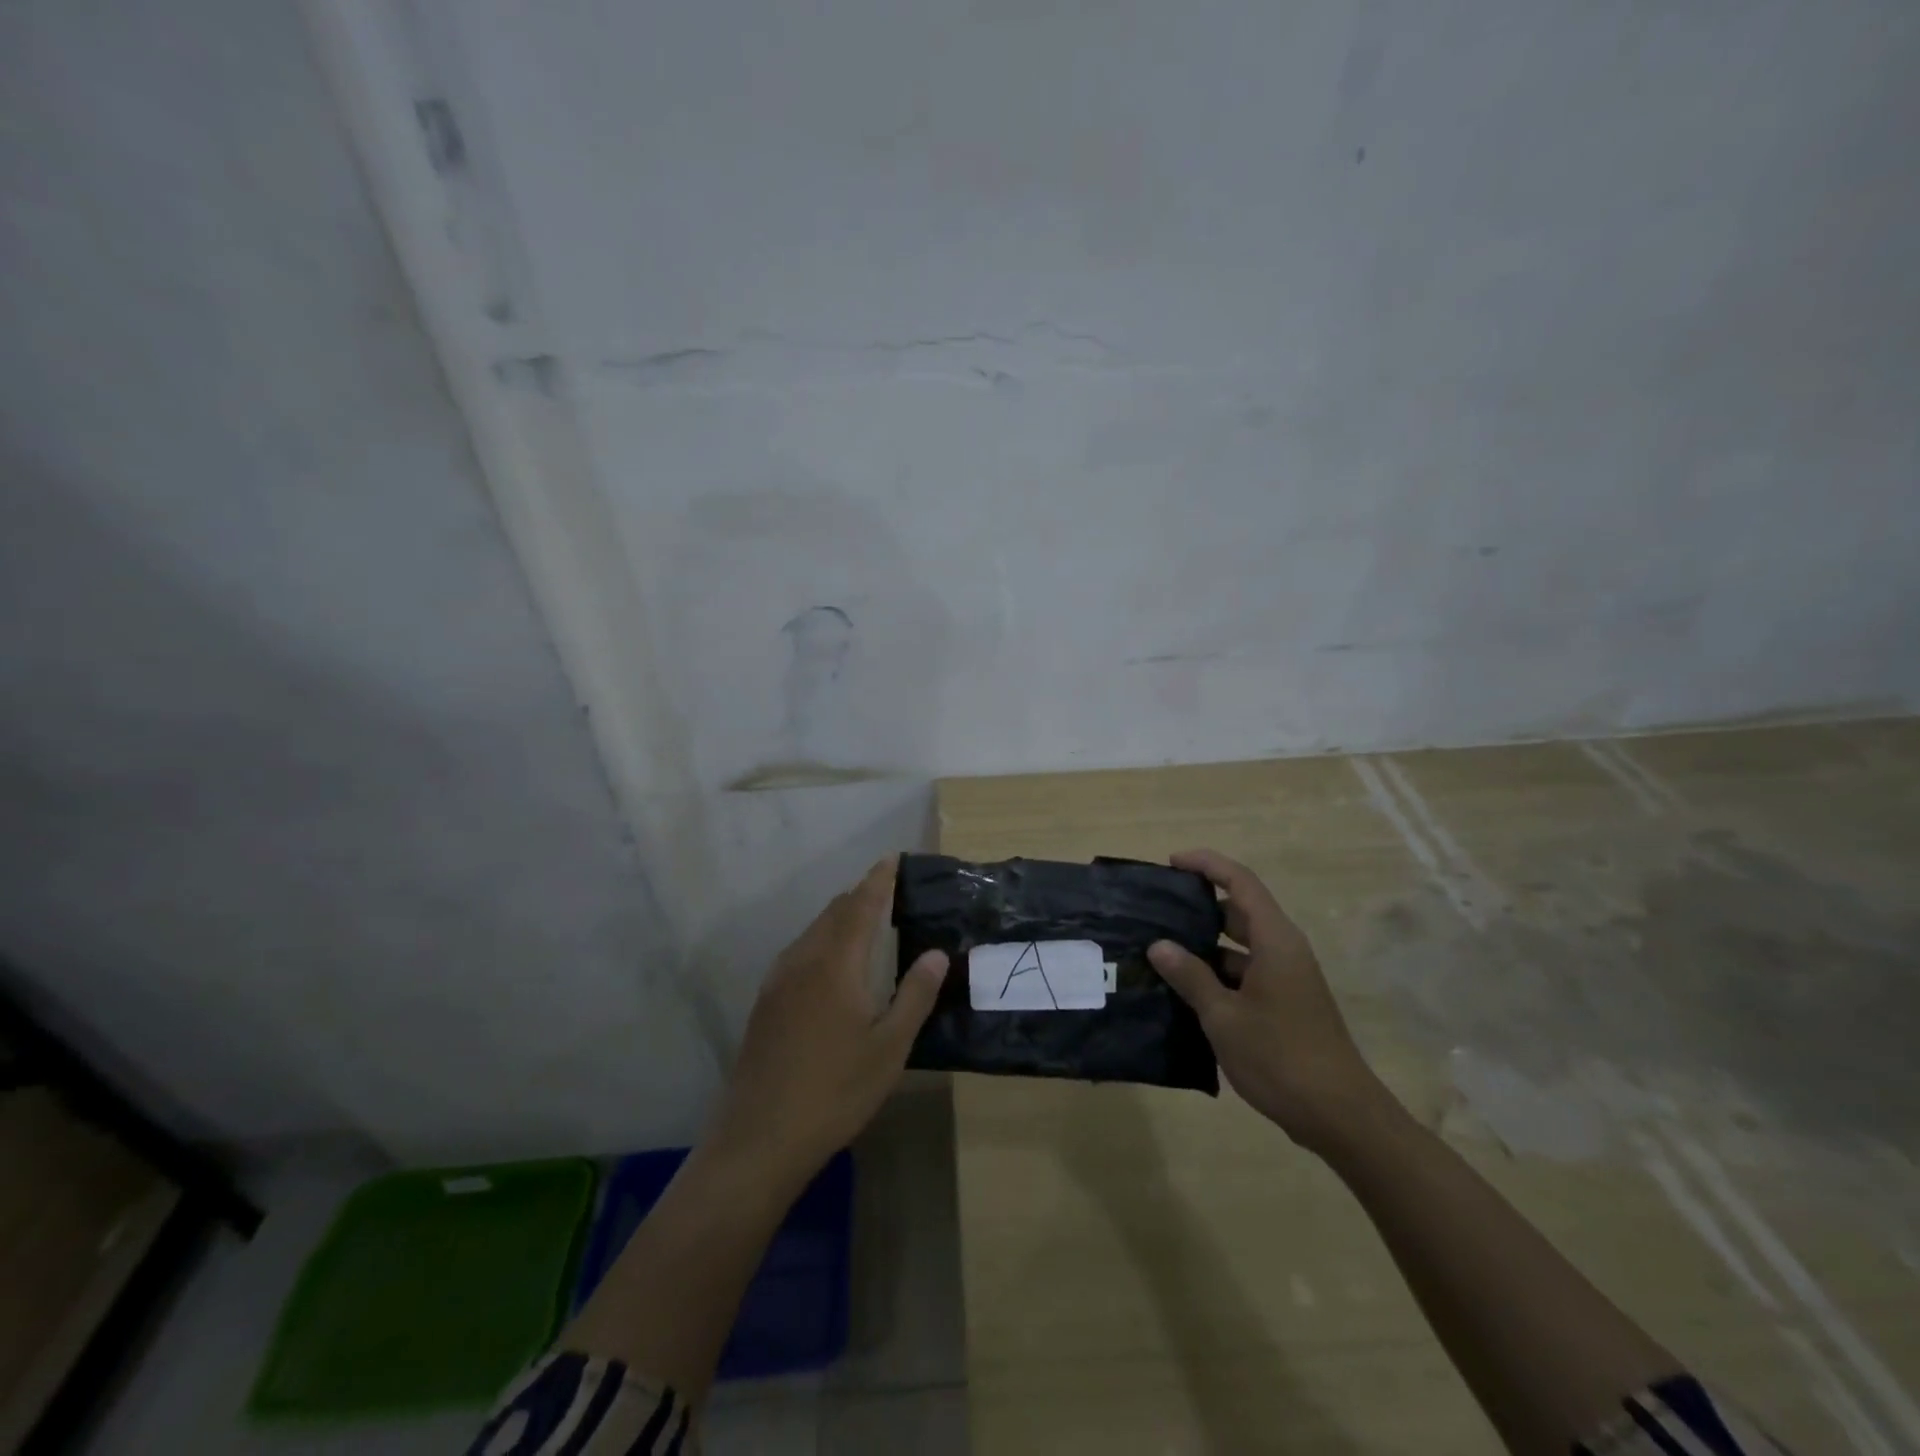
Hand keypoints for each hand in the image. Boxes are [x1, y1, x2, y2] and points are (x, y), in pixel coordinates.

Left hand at [709, 857, 947, 1188]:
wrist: (759, 1138)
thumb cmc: (835, 1091)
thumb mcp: (889, 1048)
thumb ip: (915, 995)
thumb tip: (937, 954)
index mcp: (836, 964)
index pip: (861, 906)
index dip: (879, 880)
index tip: (893, 859)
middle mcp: (803, 960)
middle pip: (834, 913)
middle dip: (861, 896)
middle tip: (888, 893)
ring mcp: (778, 981)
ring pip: (813, 931)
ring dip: (840, 919)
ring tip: (866, 923)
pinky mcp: (765, 1002)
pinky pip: (799, 952)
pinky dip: (822, 941)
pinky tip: (832, 965)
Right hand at [1148, 848, 1385, 1153]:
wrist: (1340, 1116)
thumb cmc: (1280, 1057)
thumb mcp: (1224, 1016)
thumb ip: (1190, 976)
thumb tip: (1159, 945)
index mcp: (1275, 940)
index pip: (1240, 882)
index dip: (1207, 864)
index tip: (1171, 863)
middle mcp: (1284, 950)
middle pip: (1240, 910)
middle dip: (1199, 905)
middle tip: (1157, 910)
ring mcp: (1286, 978)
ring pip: (1241, 945)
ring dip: (1205, 944)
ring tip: (1161, 949)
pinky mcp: (1285, 1003)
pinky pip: (1246, 972)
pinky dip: (1217, 972)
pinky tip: (1185, 989)